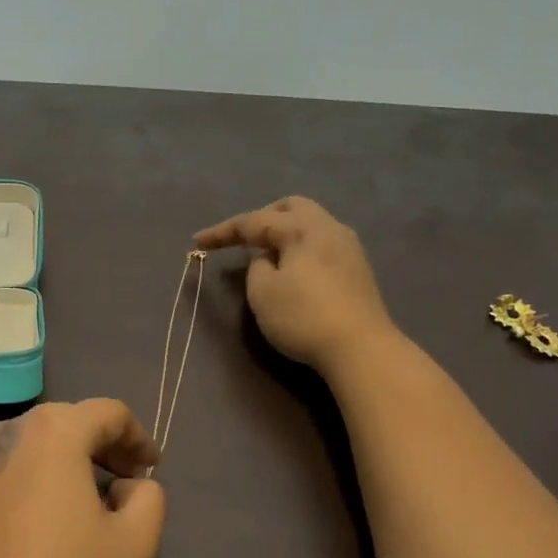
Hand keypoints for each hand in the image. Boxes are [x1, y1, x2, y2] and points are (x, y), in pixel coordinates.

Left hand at [0, 400, 166, 557]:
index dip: (138, 437)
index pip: (110, 413)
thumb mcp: (135, 543)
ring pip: (41, 439)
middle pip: (73, 419)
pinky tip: (52, 510)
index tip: (152, 469)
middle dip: (106, 445)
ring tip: (93, 495)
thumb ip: (150, 497)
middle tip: (128, 480)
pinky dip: (42, 471)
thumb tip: (129, 484)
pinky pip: (17, 460)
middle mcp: (13, 429)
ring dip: (73, 456)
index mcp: (56, 430)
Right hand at [195, 197, 399, 376]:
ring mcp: (348, 248)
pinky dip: (299, 248)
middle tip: (242, 240)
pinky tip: (291, 269)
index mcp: (302, 228)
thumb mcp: (263, 292)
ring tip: (265, 255)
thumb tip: (266, 256)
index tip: (197, 241)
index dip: (223, 231)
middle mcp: (329, 228)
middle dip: (262, 218)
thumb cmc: (303, 317)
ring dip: (283, 233)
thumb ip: (257, 266)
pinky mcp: (357, 269)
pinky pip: (321, 243)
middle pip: (291, 208)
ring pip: (310, 224)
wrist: (361, 349)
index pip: (254, 221)